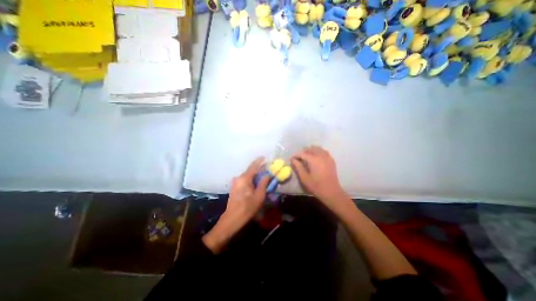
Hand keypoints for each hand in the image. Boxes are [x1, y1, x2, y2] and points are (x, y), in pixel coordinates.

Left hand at [201, 157, 270, 253]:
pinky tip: (256, 184)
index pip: (253, 166)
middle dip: (259, 170)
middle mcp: (239, 178)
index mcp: (245, 178)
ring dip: (255, 176)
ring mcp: (235, 182)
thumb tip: (268, 174)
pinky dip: (251, 180)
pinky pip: (245, 180)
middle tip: (267, 171)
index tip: (265, 157)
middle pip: (250, 171)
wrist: (232, 219)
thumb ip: (264, 183)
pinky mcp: (234, 187)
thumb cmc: (247, 208)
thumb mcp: (259, 195)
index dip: (259, 161)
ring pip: (248, 176)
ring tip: (263, 178)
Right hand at [291, 146, 345, 206]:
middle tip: (299, 158)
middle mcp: (321, 155)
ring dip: (311, 150)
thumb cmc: (316, 186)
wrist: (331, 192)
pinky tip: (316, 157)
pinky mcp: (331, 160)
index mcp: (313, 160)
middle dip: (303, 151)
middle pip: (311, 148)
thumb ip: (298, 167)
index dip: (296, 155)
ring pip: (318, 148)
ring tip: (306, 156)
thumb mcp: (304, 178)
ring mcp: (327, 157)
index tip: (291, 159)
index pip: (302, 153)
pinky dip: (318, 152)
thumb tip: (293, 160)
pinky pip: (324, 152)